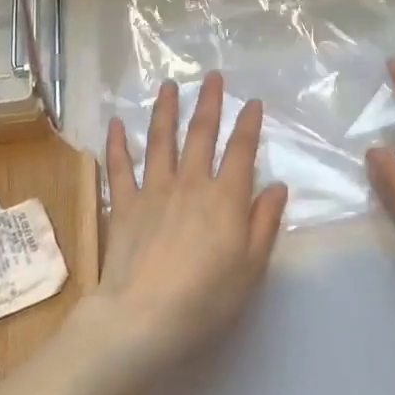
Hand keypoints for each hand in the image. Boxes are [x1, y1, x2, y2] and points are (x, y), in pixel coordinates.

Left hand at [88, 72, 288, 374]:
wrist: (143, 317)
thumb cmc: (206, 299)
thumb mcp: (251, 267)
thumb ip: (265, 223)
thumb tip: (277, 186)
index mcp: (225, 198)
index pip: (240, 151)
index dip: (248, 124)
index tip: (252, 102)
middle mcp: (190, 184)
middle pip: (201, 134)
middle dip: (209, 103)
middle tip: (213, 77)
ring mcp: (153, 190)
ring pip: (160, 140)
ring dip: (165, 110)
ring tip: (169, 86)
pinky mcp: (123, 204)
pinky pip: (119, 167)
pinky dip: (117, 143)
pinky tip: (117, 123)